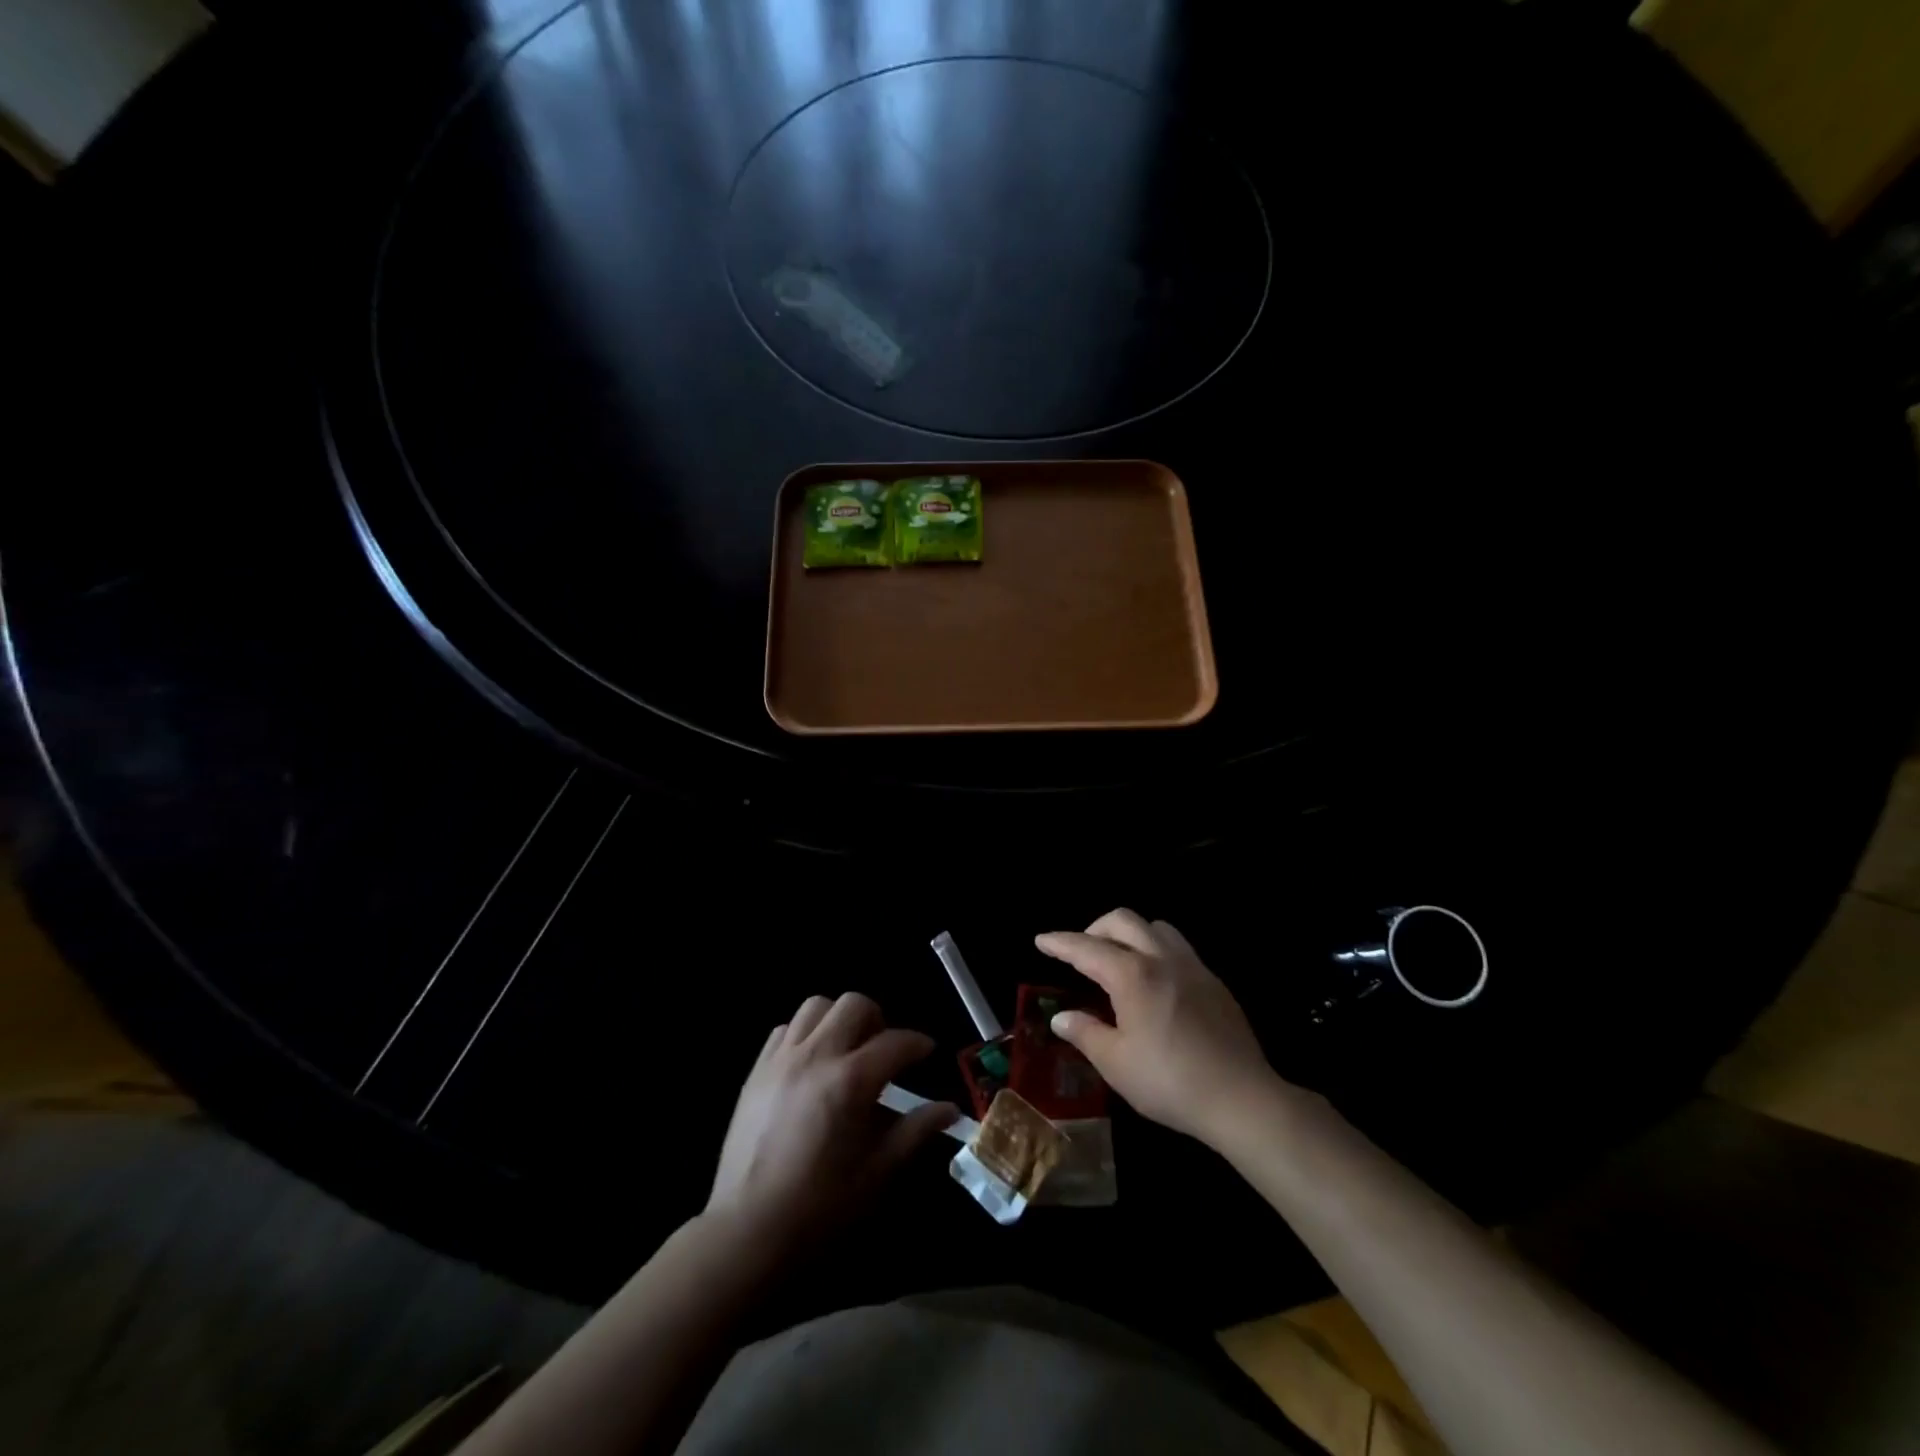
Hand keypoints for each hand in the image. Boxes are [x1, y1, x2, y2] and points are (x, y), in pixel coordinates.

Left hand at [706, 993, 957, 1254]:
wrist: (748, 1230)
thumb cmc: (820, 1206)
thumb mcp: (877, 1172)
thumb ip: (915, 1131)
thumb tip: (949, 1110)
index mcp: (850, 1081)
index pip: (896, 1042)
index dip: (918, 1044)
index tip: (927, 1052)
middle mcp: (816, 1055)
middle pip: (854, 1005)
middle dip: (878, 1019)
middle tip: (883, 1050)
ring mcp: (782, 1058)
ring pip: (817, 1006)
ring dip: (838, 1019)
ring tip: (846, 1050)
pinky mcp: (757, 1069)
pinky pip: (785, 1029)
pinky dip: (805, 1034)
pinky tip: (811, 1064)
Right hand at [1036, 909, 1283, 1146]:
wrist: (1242, 1098)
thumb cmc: (1170, 1081)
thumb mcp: (1116, 1063)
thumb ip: (1085, 1033)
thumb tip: (1061, 1017)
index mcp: (1132, 975)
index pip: (1086, 948)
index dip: (1060, 942)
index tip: (1041, 940)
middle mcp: (1161, 958)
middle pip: (1123, 921)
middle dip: (1095, 928)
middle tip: (1081, 951)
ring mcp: (1192, 967)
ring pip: (1156, 927)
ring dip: (1131, 934)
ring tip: (1120, 960)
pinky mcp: (1214, 982)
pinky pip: (1179, 947)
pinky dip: (1157, 950)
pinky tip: (1156, 982)